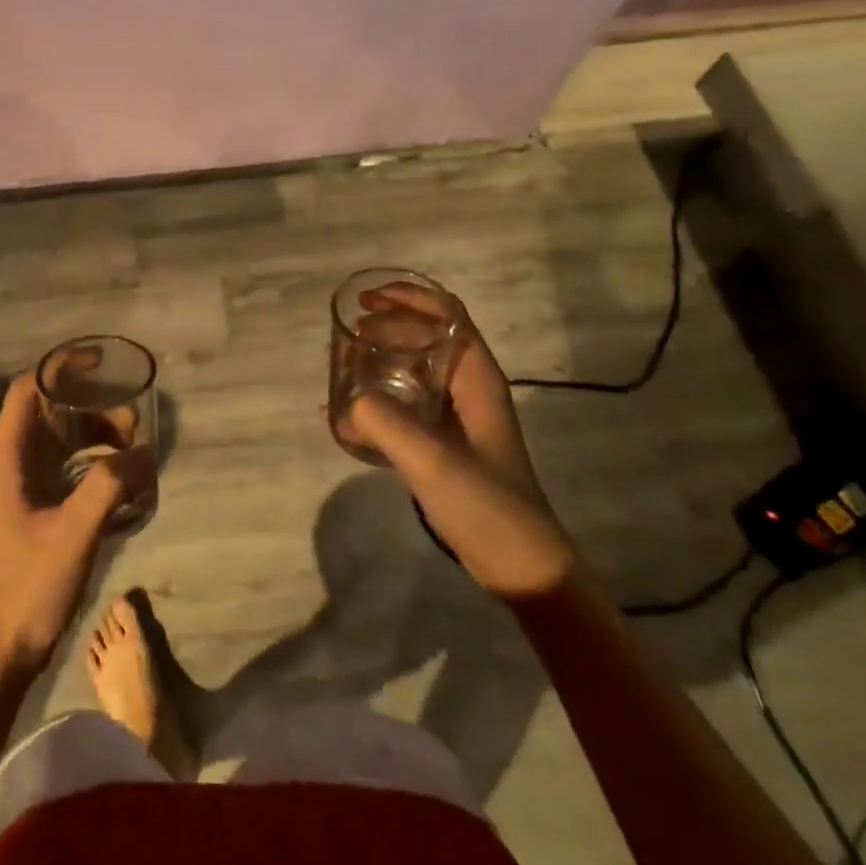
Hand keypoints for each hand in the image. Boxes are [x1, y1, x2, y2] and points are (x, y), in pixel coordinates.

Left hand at [0, 372, 149, 680]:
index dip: (61, 366)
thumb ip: (110, 486)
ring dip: (95, 437)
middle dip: (92, 407)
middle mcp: (10, 463)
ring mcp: (21, 488)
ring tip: (133, 450)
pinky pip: (65, 469)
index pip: (28, 388)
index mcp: (7, 458)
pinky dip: (92, 464)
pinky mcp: (33, 510)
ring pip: (60, 441)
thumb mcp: (74, 532)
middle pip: (49, 411)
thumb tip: (144, 452)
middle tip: (132, 421)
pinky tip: (121, 481)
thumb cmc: (28, 587)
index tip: (102, 363)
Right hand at [336, 283, 576, 598]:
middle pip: (428, 335)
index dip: (408, 297)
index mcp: (476, 378)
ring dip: (380, 357)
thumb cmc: (486, 505)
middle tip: (348, 333)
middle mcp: (468, 388)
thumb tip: (344, 405)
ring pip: (415, 368)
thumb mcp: (431, 459)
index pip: (448, 314)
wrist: (521, 567)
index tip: (365, 301)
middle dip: (387, 324)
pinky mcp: (444, 443)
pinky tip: (348, 410)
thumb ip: (383, 422)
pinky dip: (378, 394)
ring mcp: (456, 417)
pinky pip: (406, 402)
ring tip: (344, 363)